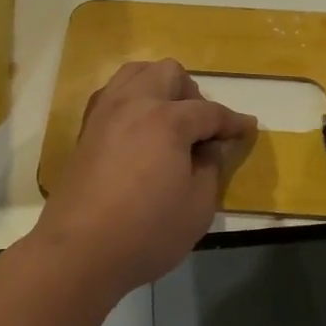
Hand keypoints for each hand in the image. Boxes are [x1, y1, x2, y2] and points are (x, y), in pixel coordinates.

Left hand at [35, 59, 256, 298]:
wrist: (78, 253)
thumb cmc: (146, 233)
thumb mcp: (198, 207)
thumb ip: (211, 167)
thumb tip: (214, 145)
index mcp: (167, 119)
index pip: (209, 111)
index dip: (232, 122)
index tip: (247, 129)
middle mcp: (134, 103)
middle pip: (169, 73)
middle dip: (192, 94)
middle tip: (201, 128)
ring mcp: (105, 113)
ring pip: (136, 73)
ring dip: (159, 87)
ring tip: (169, 121)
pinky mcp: (86, 129)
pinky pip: (113, 94)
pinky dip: (132, 100)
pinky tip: (139, 130)